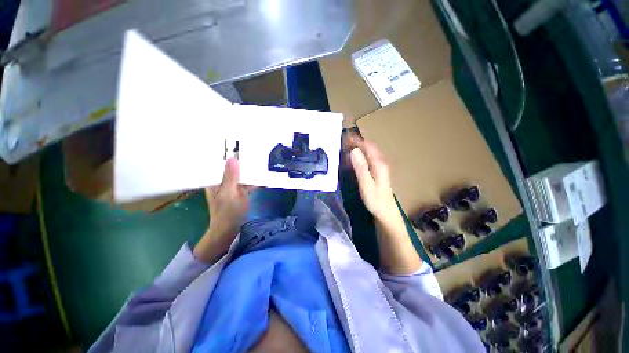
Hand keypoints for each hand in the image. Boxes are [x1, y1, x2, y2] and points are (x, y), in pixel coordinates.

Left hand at [194, 158, 251, 262]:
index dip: (228, 153)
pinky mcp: (240, 191)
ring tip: (259, 158)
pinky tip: (261, 173)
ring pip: (241, 174)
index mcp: (215, 180)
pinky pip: (247, 181)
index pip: (220, 162)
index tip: (239, 144)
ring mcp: (232, 186)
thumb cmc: (226, 212)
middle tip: (254, 149)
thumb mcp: (229, 193)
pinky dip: (253, 178)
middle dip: (242, 160)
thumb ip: (231, 176)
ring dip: (249, 169)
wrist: (230, 229)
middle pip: (232, 167)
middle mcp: (223, 181)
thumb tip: (233, 157)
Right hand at [346, 134, 421, 273]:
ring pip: (366, 153)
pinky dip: (357, 157)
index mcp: (378, 163)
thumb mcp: (366, 184)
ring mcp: (377, 167)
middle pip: (367, 147)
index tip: (344, 136)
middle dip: (354, 142)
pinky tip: (350, 159)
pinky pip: (365, 160)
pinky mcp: (374, 172)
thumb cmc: (376, 200)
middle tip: (341, 141)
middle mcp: (379, 162)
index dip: (356, 140)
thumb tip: (354, 151)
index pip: (367, 146)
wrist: (385, 213)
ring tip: (343, 147)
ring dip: (355, 148)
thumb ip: (361, 167)